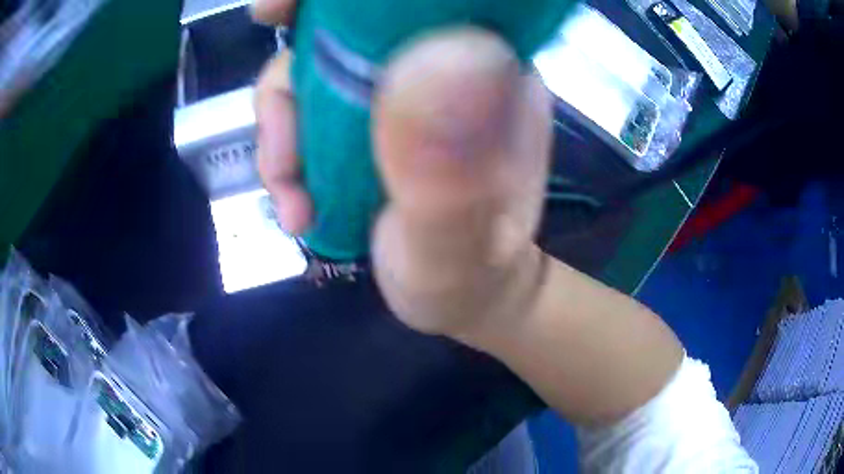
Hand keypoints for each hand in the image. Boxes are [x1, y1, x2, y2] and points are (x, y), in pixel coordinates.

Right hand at [254, 0, 553, 343]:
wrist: (464, 298)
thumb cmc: (470, 276)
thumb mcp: (458, 241)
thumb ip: (450, 172)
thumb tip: (435, 56)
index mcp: (484, 71)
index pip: (413, 0)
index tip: (276, 8)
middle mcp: (441, 65)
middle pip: (341, 30)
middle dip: (291, 80)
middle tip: (279, 149)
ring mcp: (399, 92)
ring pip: (312, 74)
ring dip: (283, 135)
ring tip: (294, 204)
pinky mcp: (369, 121)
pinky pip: (305, 112)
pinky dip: (286, 154)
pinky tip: (297, 207)